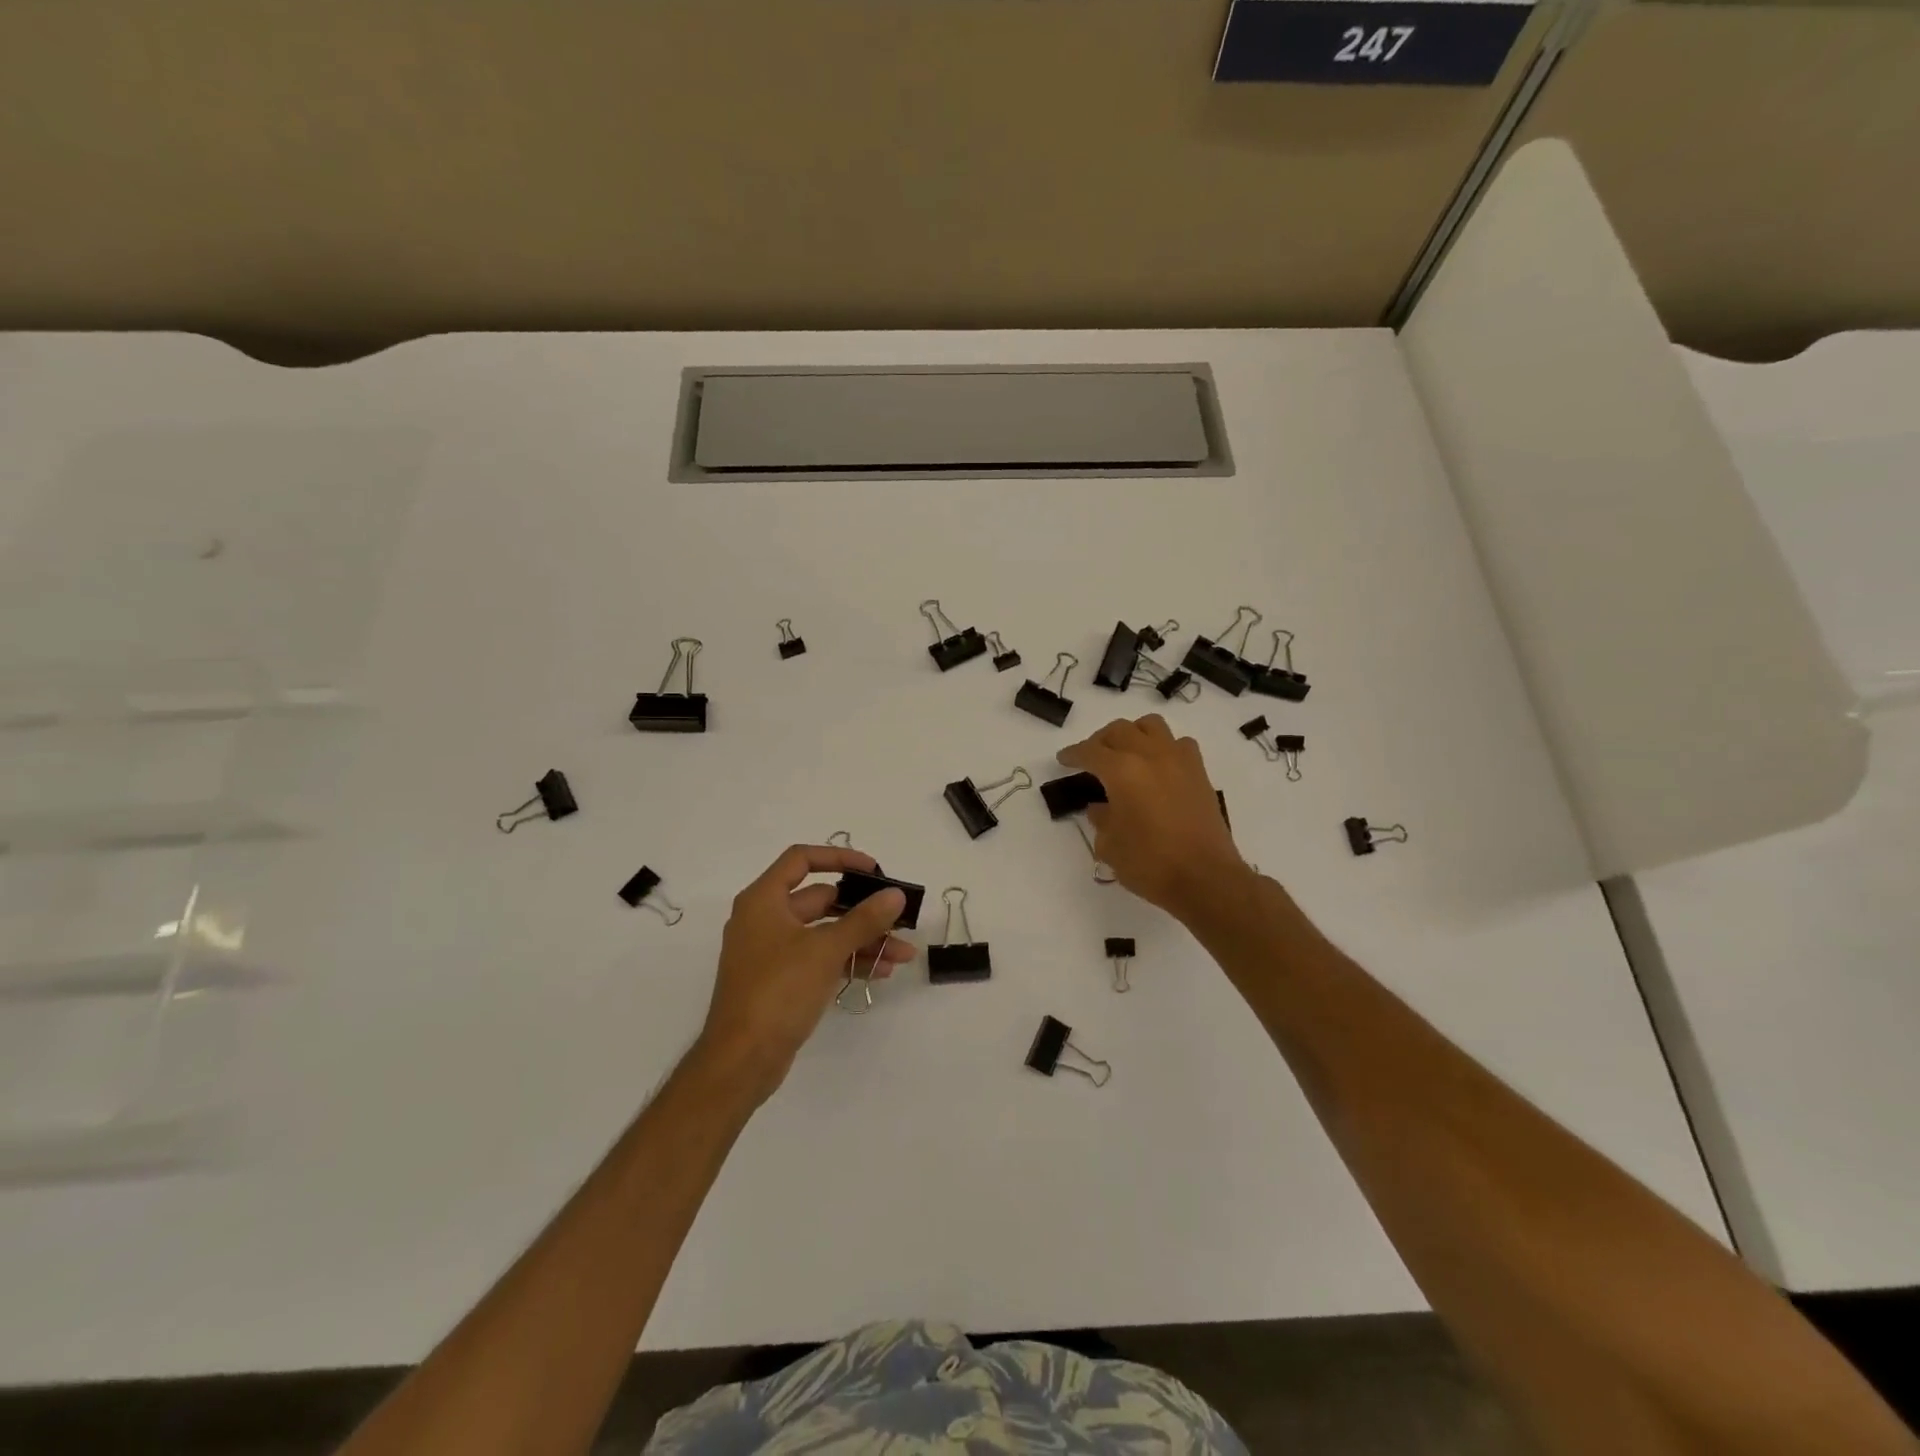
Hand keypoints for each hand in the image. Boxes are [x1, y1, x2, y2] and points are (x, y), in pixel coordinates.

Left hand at [696, 844, 915, 1103]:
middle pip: (819, 899)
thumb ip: (864, 919)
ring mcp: (772, 952)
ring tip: (902, 953)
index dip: (839, 857)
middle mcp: (765, 919)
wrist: (741, 1061)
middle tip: (897, 917)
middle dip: (862, 909)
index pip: (801, 859)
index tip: (873, 870)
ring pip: (824, 932)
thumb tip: (895, 895)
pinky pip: (820, 958)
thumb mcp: (825, 950)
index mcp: (764, 900)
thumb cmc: (778, 991)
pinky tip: (881, 971)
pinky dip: (847, 960)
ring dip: (862, 939)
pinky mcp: (781, 981)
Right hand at [1057, 714, 1246, 916]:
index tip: (1064, 760)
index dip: (1073, 754)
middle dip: (1100, 740)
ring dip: (1133, 733)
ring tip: (1126, 753)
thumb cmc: (1150, 863)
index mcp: (1121, 771)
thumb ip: (1101, 819)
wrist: (1205, 878)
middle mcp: (1150, 755)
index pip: (1090, 751)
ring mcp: (1178, 760)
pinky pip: (1179, 743)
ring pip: (1151, 725)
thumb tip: (1101, 808)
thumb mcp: (1110, 846)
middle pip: (1119, 730)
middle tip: (1091, 758)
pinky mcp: (1199, 773)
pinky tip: (1159, 766)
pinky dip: (1164, 747)